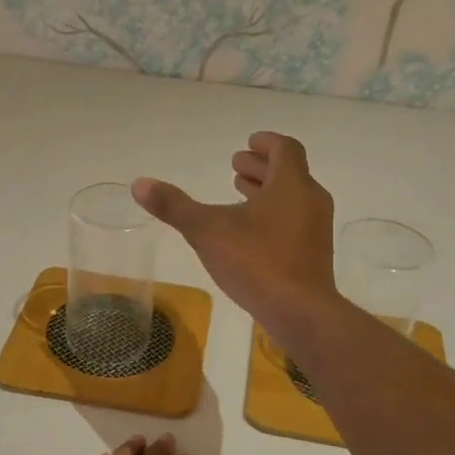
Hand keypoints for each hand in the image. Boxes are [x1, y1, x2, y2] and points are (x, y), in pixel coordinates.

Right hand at [132, 132, 336, 352]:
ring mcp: (316, 230)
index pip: (285, 149)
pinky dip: (274, 216)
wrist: (300, 312)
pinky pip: (294, 222)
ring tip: (240, 194)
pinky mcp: (314, 256)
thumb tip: (139, 184)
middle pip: (289, 173)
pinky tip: (251, 234)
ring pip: (292, 199)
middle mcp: (310, 200)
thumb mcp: (207, 231)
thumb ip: (174, 206)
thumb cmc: (257, 262)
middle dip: (261, 168)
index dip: (266, 143)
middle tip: (236, 166)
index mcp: (291, 184)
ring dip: (267, 192)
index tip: (248, 143)